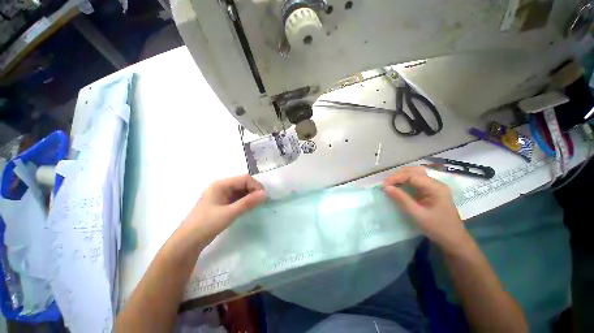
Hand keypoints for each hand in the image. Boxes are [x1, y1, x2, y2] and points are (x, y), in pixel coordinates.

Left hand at [184, 175, 266, 244]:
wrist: (187, 242)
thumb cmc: (207, 224)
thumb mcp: (229, 213)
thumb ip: (248, 202)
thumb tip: (265, 194)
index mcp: (221, 184)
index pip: (244, 179)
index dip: (255, 186)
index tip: (263, 197)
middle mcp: (221, 187)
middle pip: (243, 184)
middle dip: (253, 191)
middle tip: (261, 202)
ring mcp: (221, 195)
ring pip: (241, 191)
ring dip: (250, 197)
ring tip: (256, 206)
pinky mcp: (222, 203)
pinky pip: (237, 198)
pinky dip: (244, 202)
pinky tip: (248, 208)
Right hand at [382, 167, 468, 249]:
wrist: (454, 240)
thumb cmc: (437, 228)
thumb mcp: (417, 214)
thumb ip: (401, 199)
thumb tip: (386, 187)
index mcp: (435, 187)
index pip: (412, 175)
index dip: (396, 178)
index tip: (384, 185)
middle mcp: (436, 183)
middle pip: (414, 171)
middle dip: (398, 175)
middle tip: (386, 184)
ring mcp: (434, 187)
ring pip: (415, 174)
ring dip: (401, 177)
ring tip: (390, 184)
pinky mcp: (431, 191)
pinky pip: (416, 181)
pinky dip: (405, 181)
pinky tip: (399, 186)